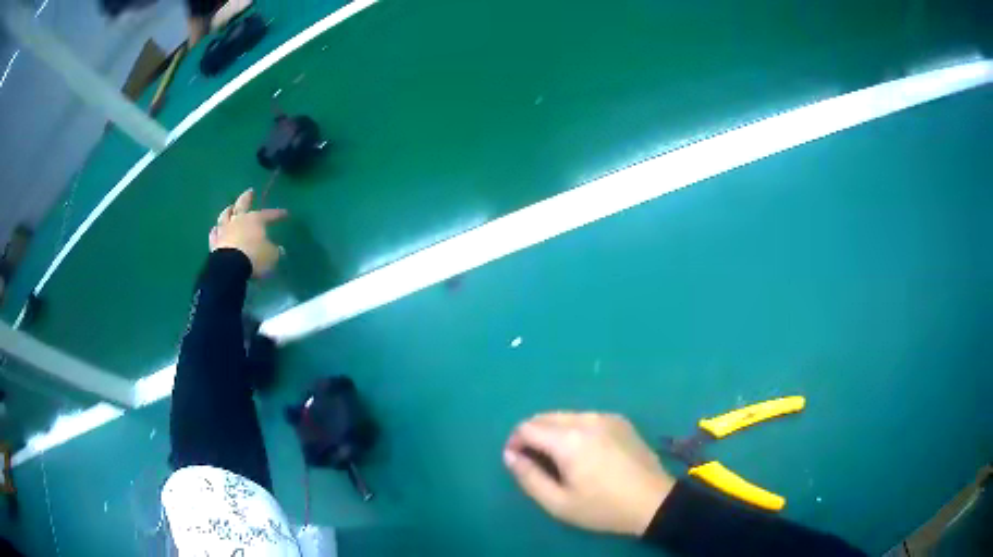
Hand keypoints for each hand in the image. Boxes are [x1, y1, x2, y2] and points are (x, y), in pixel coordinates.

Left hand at [209, 189, 286, 276]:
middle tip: (250, 191)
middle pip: (242, 204)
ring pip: (225, 215)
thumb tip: (279, 250)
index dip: (277, 214)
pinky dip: (216, 230)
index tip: (285, 213)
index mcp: (255, 220)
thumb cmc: (255, 257)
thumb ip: (275, 251)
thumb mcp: (272, 256)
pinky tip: (216, 228)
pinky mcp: (214, 242)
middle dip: (247, 197)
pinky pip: (214, 233)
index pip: (268, 214)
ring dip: (228, 210)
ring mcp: (224, 230)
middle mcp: (238, 220)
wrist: (230, 267)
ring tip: (230, 207)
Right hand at [504, 412, 674, 536]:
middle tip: (536, 462)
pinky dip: (574, 429)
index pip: (527, 427)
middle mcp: (586, 419)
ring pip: (565, 415)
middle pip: (544, 417)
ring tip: (559, 459)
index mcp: (569, 439)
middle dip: (532, 435)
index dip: (515, 443)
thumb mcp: (558, 503)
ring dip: (552, 432)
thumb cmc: (603, 507)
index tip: (517, 462)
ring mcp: (606, 416)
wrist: (653, 501)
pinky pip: (585, 417)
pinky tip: (584, 452)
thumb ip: (528, 477)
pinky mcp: (620, 420)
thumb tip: (509, 455)